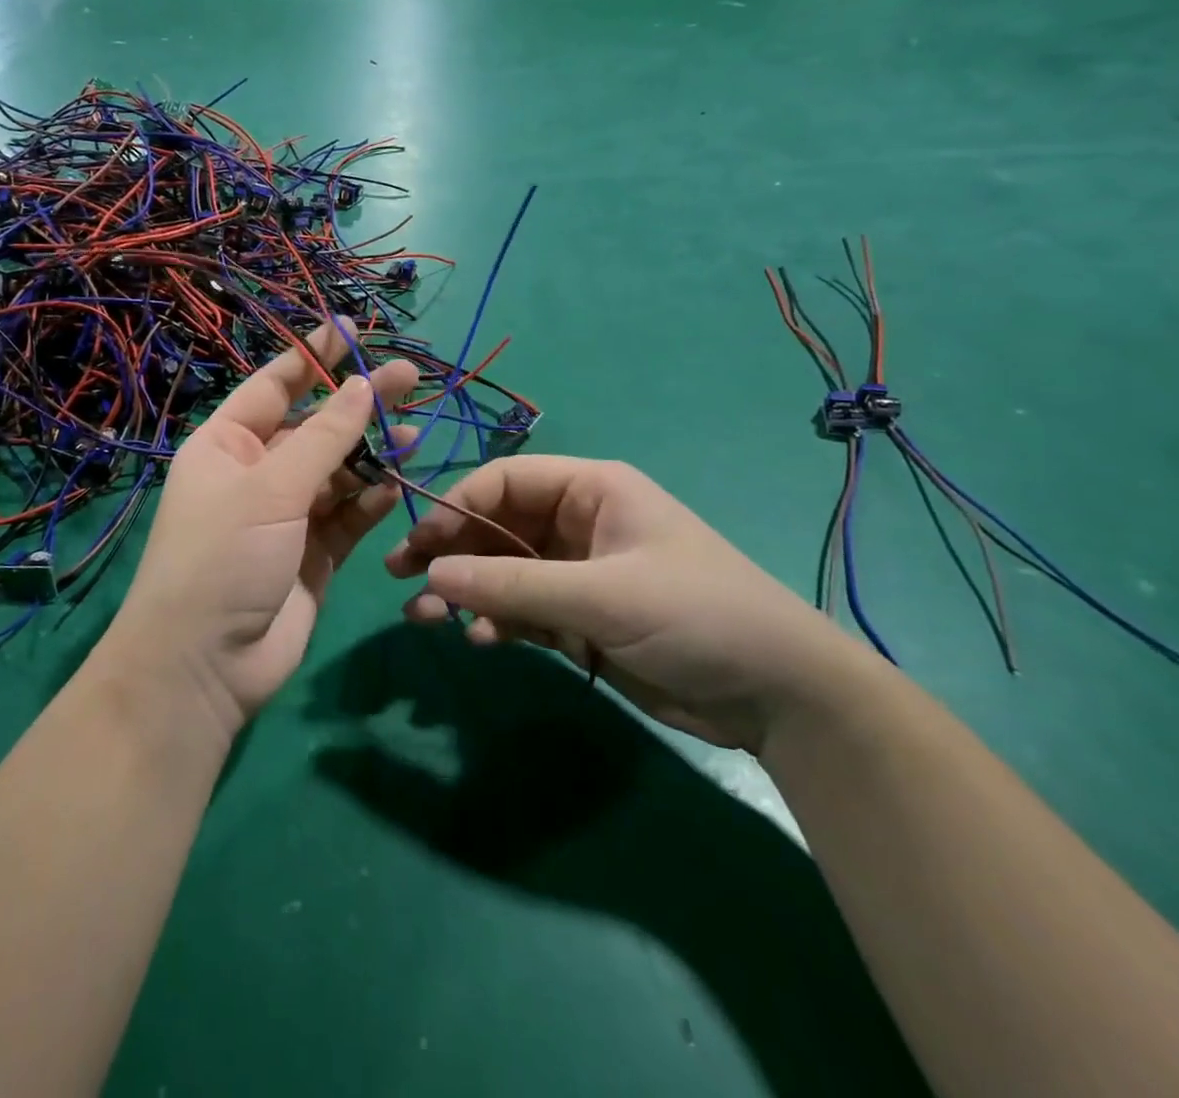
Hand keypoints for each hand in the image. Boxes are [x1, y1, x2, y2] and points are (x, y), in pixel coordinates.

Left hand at [105, 325, 417, 738]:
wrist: (207, 664)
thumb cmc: (222, 557)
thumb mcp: (270, 488)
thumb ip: (324, 438)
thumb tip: (362, 386)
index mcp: (226, 445)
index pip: (274, 386)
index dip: (312, 357)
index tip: (349, 330)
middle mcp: (256, 473)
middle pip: (315, 426)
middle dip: (358, 402)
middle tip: (410, 375)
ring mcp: (286, 515)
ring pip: (338, 471)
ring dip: (372, 452)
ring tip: (414, 430)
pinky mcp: (314, 553)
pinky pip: (348, 515)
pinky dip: (372, 498)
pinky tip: (398, 481)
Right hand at [385, 456, 869, 751]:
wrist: (778, 695)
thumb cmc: (695, 615)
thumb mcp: (600, 595)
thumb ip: (512, 584)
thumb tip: (432, 573)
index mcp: (590, 489)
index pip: (504, 482)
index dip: (455, 507)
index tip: (417, 543)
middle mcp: (577, 523)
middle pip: (495, 527)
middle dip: (450, 552)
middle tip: (400, 577)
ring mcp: (576, 572)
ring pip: (502, 572)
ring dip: (464, 592)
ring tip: (424, 619)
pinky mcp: (580, 618)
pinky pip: (521, 610)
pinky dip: (496, 621)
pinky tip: (480, 639)